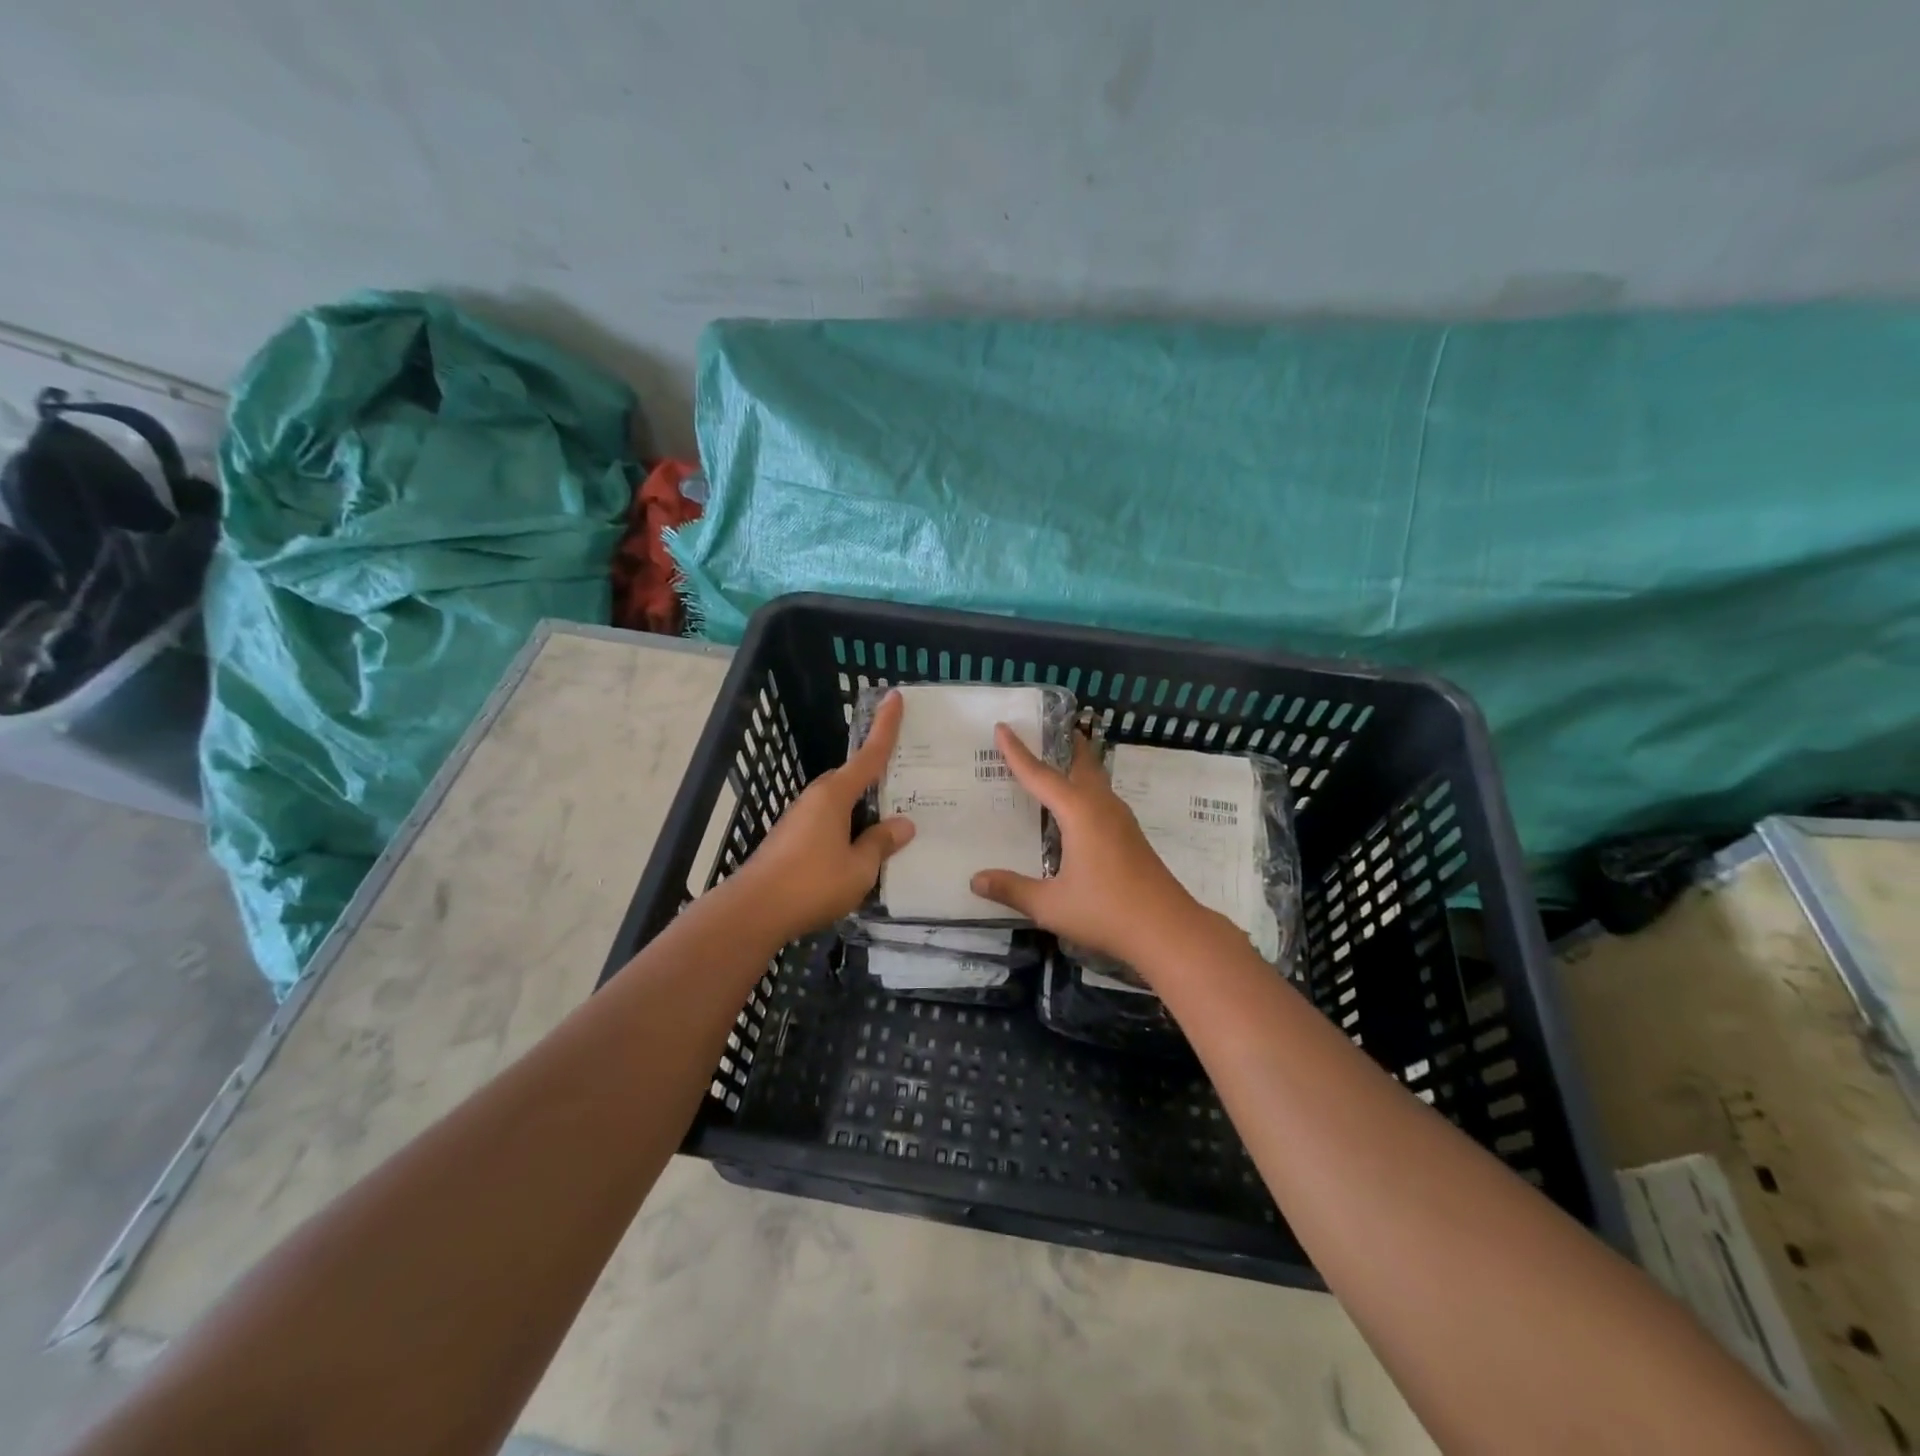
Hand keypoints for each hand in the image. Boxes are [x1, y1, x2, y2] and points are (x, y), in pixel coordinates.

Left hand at [729, 690, 915, 944]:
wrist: (753, 911)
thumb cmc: (812, 884)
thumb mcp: (859, 868)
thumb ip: (881, 843)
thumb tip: (902, 824)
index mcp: (835, 795)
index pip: (869, 755)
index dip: (885, 727)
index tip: (894, 696)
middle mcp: (815, 798)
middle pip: (852, 778)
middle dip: (875, 776)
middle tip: (905, 781)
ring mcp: (799, 818)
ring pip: (839, 803)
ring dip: (861, 807)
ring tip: (888, 822)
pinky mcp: (790, 839)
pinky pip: (828, 822)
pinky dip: (846, 826)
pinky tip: (858, 848)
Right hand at [969, 727, 1217, 973]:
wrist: (1167, 929)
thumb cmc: (1105, 911)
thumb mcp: (1050, 904)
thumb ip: (1012, 890)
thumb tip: (975, 880)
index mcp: (1079, 813)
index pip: (1040, 775)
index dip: (1018, 753)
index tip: (1002, 728)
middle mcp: (1101, 807)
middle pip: (1081, 764)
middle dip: (1063, 744)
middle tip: (1044, 729)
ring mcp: (1121, 820)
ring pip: (1096, 781)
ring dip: (1077, 766)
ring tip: (1057, 763)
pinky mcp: (1131, 836)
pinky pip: (1102, 799)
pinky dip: (1085, 789)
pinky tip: (1077, 810)